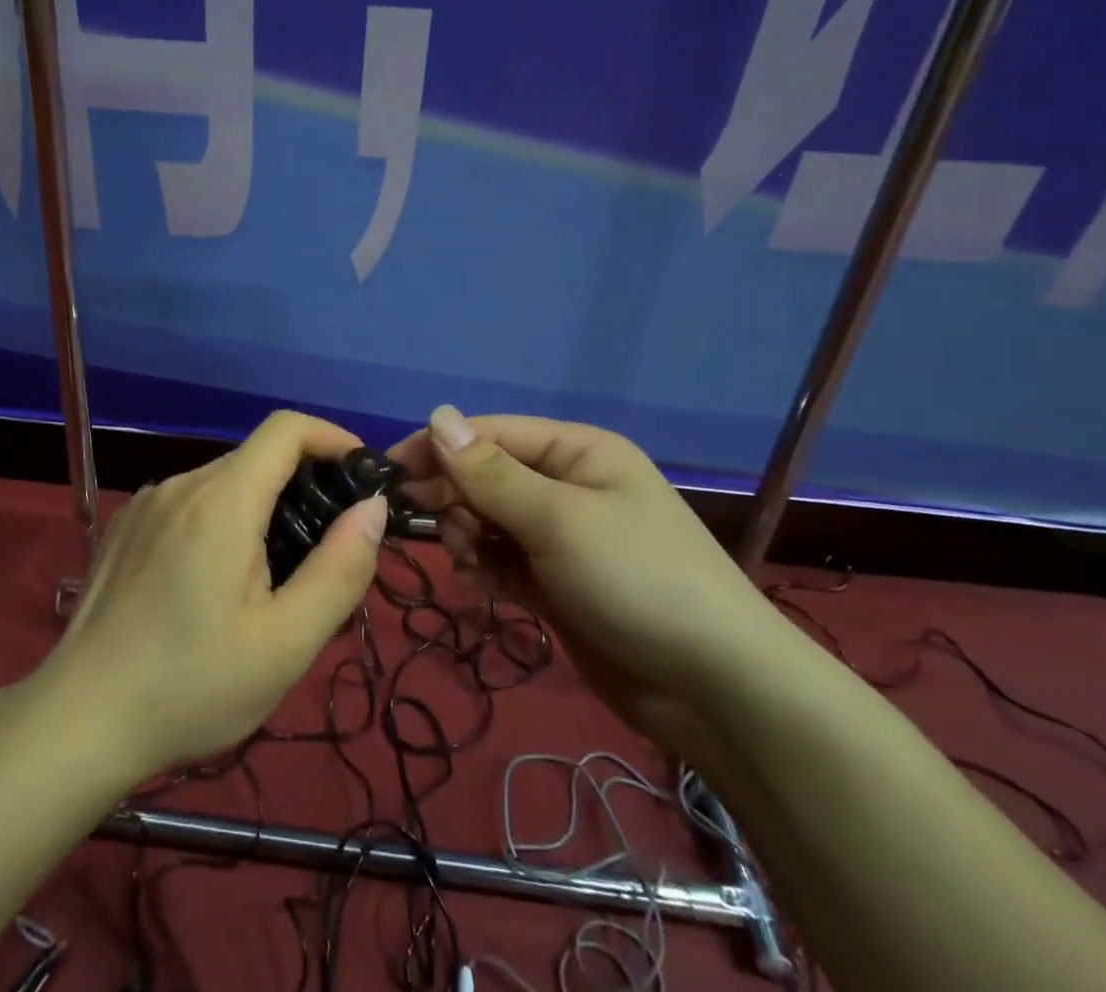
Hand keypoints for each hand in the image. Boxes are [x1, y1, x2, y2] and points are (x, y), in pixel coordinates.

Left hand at [40, 411, 387, 781]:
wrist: (79, 721)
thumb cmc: (191, 687)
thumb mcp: (285, 644)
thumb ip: (340, 569)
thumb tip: (372, 508)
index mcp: (222, 500)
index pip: (286, 429)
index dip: (331, 438)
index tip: (361, 476)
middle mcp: (182, 484)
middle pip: (257, 458)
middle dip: (302, 486)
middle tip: (323, 550)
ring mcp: (148, 503)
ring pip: (224, 483)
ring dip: (261, 509)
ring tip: (271, 578)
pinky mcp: (127, 526)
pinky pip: (190, 503)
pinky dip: (222, 520)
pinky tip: (214, 583)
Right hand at [389, 406, 801, 753]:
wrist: (717, 690)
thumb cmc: (637, 580)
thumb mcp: (558, 519)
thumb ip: (490, 472)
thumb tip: (436, 414)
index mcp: (577, 451)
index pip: (490, 433)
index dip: (438, 448)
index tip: (388, 473)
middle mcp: (567, 484)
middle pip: (486, 475)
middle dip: (455, 499)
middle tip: (436, 530)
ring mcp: (562, 535)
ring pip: (488, 519)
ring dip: (468, 535)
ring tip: (470, 562)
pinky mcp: (557, 580)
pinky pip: (503, 558)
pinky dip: (485, 566)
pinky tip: (480, 584)